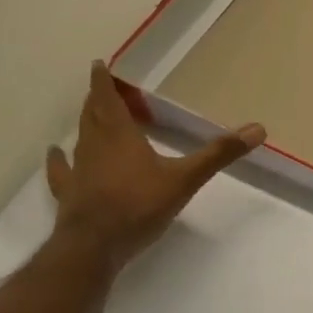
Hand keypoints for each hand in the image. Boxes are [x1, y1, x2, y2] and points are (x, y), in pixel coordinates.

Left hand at [44, 61, 264, 277]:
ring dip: (84, 123)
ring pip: (79, 138)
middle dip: (97, 99)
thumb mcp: (185, 179)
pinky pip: (61, 170)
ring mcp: (78, 170)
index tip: (99, 65)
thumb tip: (258, 129)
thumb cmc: (138, 205)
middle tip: (102, 87)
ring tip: (88, 113)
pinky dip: (58, 160)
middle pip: (92, 114)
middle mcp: (94, 145)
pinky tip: (54, 153)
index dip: (103, 81)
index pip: (108, 99)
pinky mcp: (68, 193)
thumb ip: (219, 154)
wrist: (93, 247)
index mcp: (120, 135)